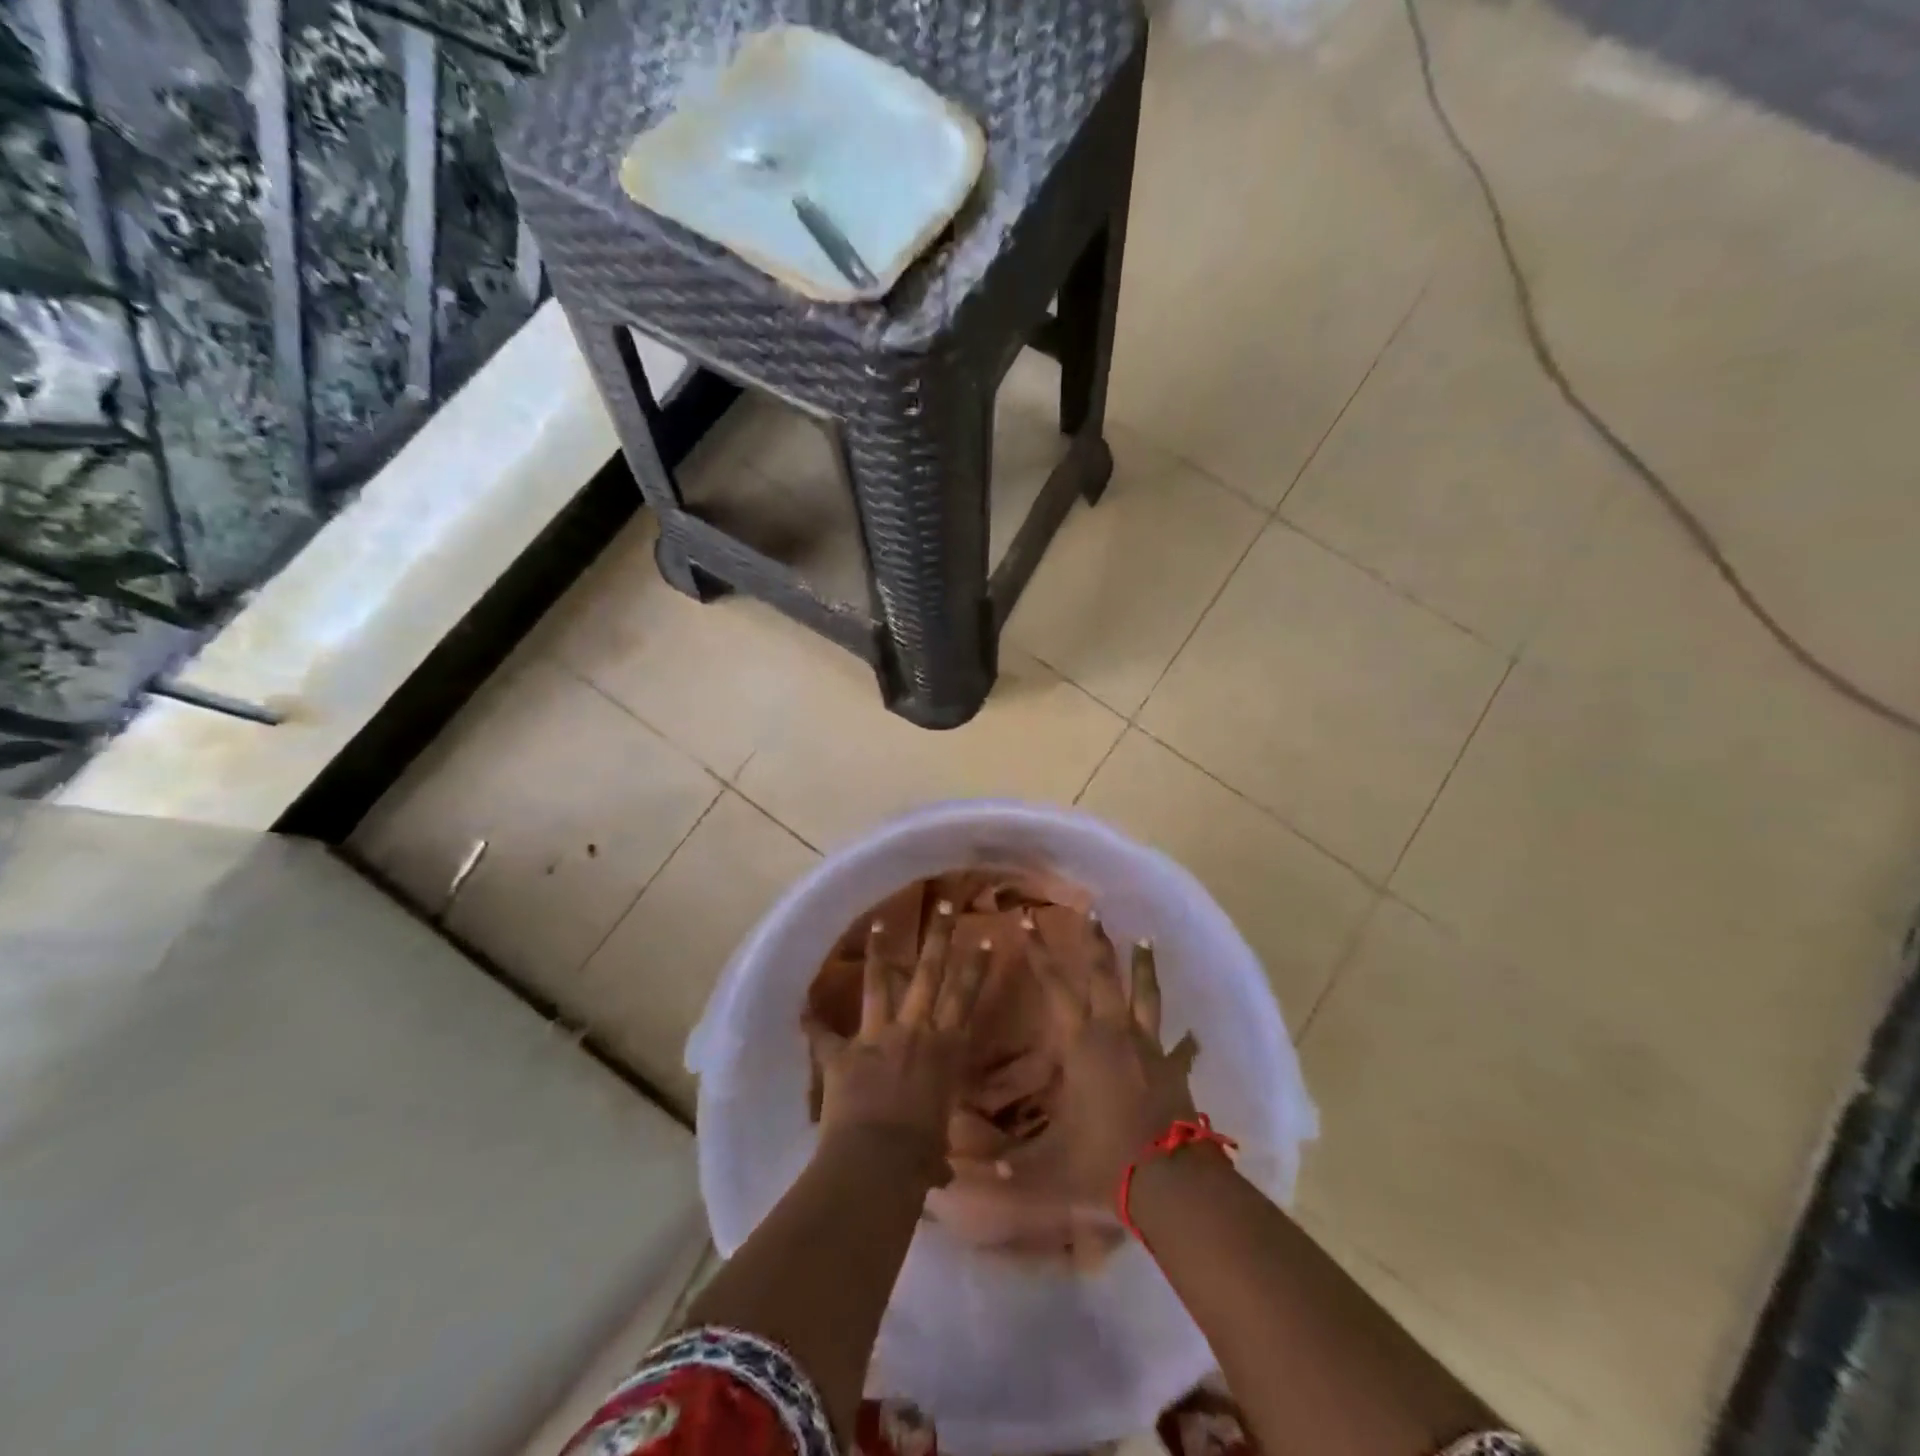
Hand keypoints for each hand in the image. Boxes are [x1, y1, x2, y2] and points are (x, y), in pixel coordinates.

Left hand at [803, 901, 988, 1169]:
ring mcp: (878, 1037)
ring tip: (880, 921)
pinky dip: (810, 1021)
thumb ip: (937, 1152)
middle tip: (945, 904)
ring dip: (880, 952)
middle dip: (940, 937)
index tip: (986, 937)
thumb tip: (941, 1175)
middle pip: (931, 974)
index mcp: (945, 1050)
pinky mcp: (843, 1053)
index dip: (977, 967)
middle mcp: (916, 1032)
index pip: (966, 999)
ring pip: (880, 983)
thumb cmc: (919, 1158)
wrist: (878, 1161)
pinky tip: (800, 1004)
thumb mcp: (936, 1149)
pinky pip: (822, 1034)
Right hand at [1029, 914, 1200, 1206]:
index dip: (1039, 953)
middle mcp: (1115, 1033)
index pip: (1054, 987)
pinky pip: (1181, 1048)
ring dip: (1143, 966)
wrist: (1167, 1179)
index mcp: (1081, 1044)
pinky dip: (1187, 1041)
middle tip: (1093, 911)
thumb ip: (1011, 1167)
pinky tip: (1195, 1034)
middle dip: (1096, 942)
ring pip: (1146, 995)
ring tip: (1144, 939)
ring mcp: (1149, 1047)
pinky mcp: (1174, 1068)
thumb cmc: (1103, 1160)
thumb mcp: (1049, 1164)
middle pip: (1105, 975)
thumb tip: (968, 1178)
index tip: (1028, 921)